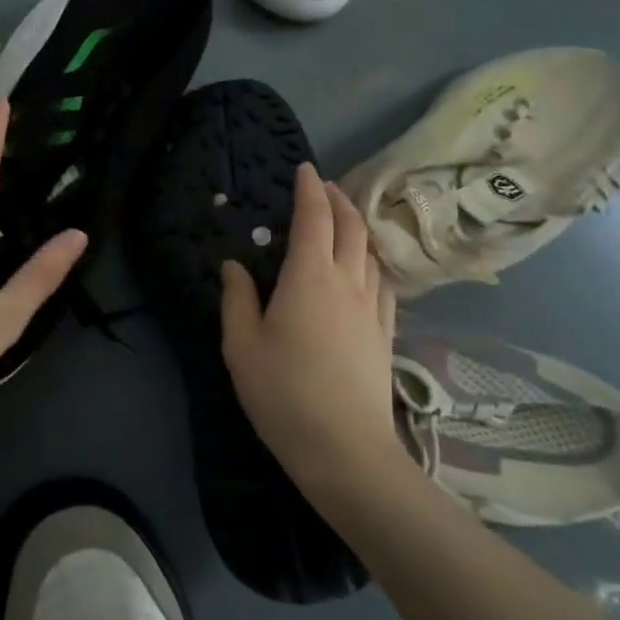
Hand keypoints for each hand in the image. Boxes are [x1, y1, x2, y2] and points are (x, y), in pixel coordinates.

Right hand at [220, 163, 403, 493]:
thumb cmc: (283, 394)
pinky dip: (372, 262)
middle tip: (326, 186)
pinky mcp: (385, 333)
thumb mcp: (241, 346)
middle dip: (339, 200)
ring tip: (344, 222)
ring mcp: (372, 308)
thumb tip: (234, 265)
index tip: (305, 170)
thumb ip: (237, 299)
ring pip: (371, 253)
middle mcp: (346, 282)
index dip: (310, 190)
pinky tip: (366, 270)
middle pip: (351, 228)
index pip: (314, 218)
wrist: (345, 449)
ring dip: (358, 228)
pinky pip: (383, 283)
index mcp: (309, 277)